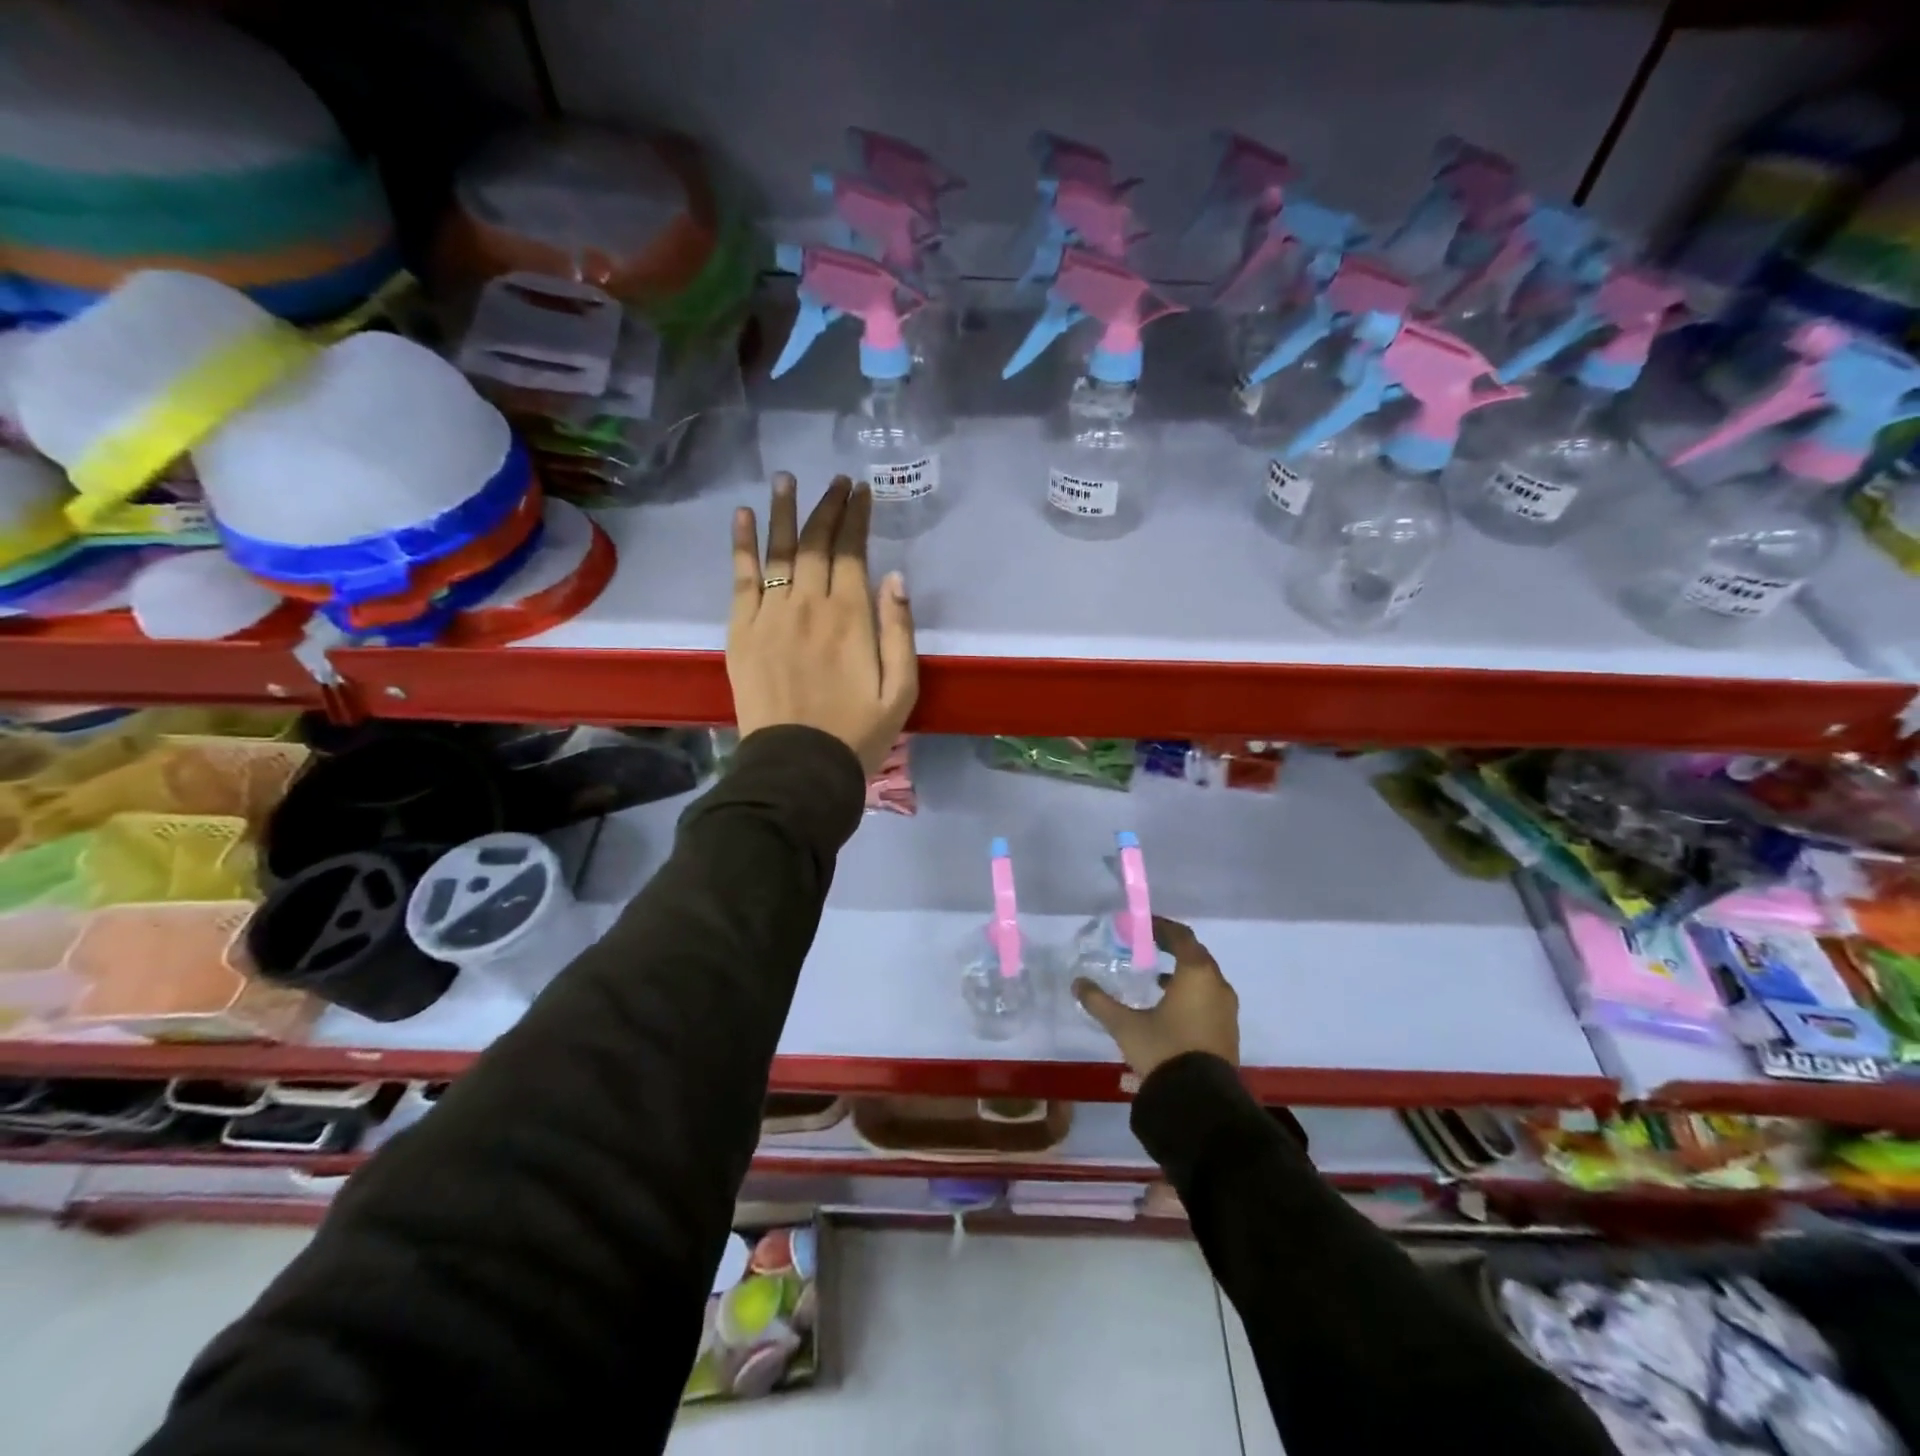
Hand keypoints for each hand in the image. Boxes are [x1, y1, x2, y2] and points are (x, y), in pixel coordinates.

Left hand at [728, 473, 917, 774]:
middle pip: (815, 543)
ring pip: (778, 551)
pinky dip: (742, 545)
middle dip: (827, 507)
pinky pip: (741, 578)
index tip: (861, 491)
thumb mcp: (901, 690)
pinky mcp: (741, 631)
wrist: (798, 768)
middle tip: (834, 481)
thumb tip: (895, 577)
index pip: (852, 552)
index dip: (857, 517)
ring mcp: (770, 616)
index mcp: (851, 617)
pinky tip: (744, 516)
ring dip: (784, 511)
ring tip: (787, 479)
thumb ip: (899, 631)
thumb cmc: (857, 733)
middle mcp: (809, 605)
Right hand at [1074, 917, 1239, 1079]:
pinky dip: (1192, 992)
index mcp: (1196, 973)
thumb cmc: (1164, 1050)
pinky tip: (1170, 1006)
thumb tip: (1077, 983)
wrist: (1201, 1102)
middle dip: (1173, 947)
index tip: (1143, 926)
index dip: (1161, 927)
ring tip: (1156, 977)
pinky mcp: (1228, 1031)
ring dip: (1183, 971)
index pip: (1181, 936)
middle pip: (1196, 954)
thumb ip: (1100, 1002)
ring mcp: (1227, 1009)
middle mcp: (1217, 985)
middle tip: (1148, 946)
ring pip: (1205, 978)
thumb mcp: (1125, 1025)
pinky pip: (1210, 998)